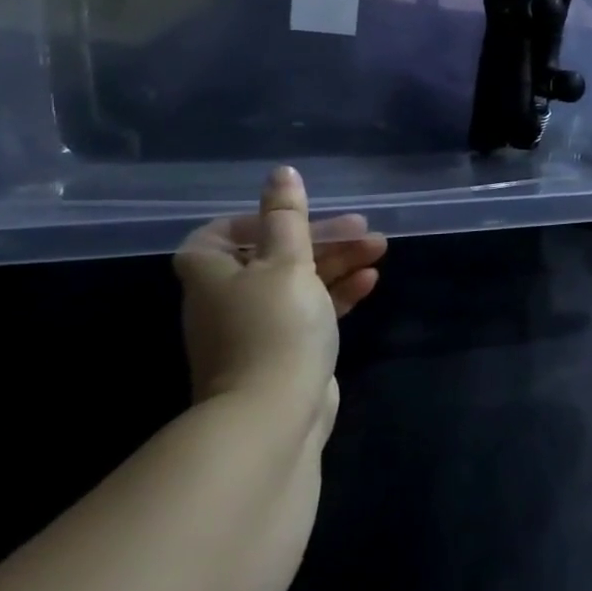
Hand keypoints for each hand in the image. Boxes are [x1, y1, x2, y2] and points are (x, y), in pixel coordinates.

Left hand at [173, 167, 386, 432]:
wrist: (274, 417)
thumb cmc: (275, 327)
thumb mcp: (286, 262)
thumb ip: (287, 217)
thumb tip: (281, 173)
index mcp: (213, 274)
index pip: (219, 234)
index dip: (257, 220)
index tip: (296, 215)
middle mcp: (228, 300)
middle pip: (274, 256)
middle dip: (321, 239)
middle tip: (363, 228)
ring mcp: (258, 329)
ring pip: (299, 283)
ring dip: (337, 263)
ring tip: (378, 248)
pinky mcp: (286, 353)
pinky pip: (312, 311)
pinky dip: (337, 294)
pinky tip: (370, 281)